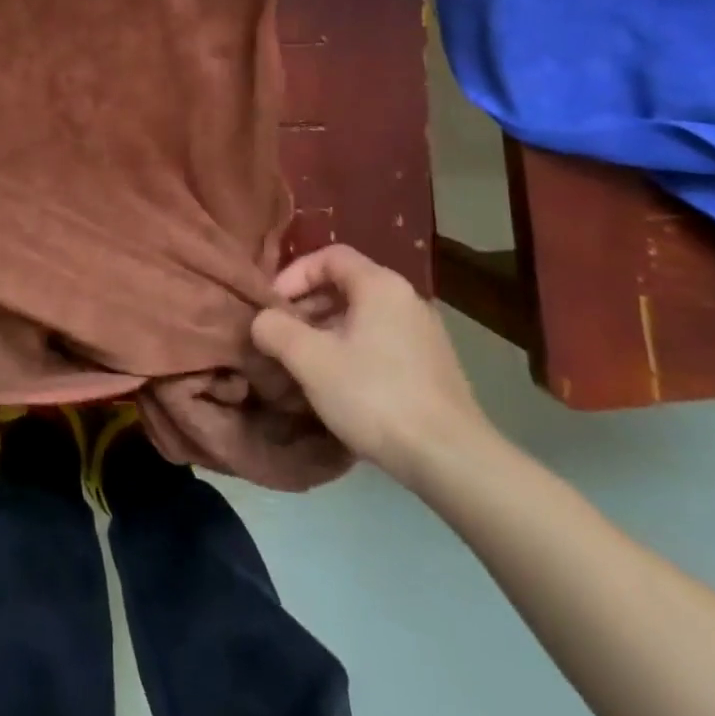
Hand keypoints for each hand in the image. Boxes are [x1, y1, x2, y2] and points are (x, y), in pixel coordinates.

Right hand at [250, 244, 492, 485]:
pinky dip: (352, 349)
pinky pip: (380, 341)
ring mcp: (424, 333)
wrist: (452, 460)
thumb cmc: (375, 396)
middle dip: (306, 306)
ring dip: (326, 330)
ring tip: (304, 363)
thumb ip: (275, 329)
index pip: (328, 256)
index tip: (272, 306)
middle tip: (281, 336)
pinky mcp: (433, 366)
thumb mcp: (310, 360)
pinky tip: (339, 385)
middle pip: (345, 285)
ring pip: (362, 316)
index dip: (294, 274)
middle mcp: (406, 298)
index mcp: (380, 285)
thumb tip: (262, 320)